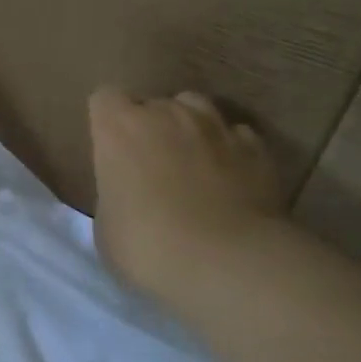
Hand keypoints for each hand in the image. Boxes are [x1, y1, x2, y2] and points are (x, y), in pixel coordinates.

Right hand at [88, 88, 282, 300]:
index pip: (105, 99)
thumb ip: (114, 195)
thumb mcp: (107, 227)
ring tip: (191, 162)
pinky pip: (236, 136)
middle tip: (150, 166)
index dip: (107, 122)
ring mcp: (215, 127)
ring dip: (190, 128)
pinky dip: (230, 151)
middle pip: (152, 103)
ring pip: (197, 107)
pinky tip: (230, 179)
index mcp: (120, 128)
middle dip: (150, 126)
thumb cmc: (148, 246)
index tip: (110, 150)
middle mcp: (167, 114)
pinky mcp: (256, 148)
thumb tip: (128, 193)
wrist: (227, 262)